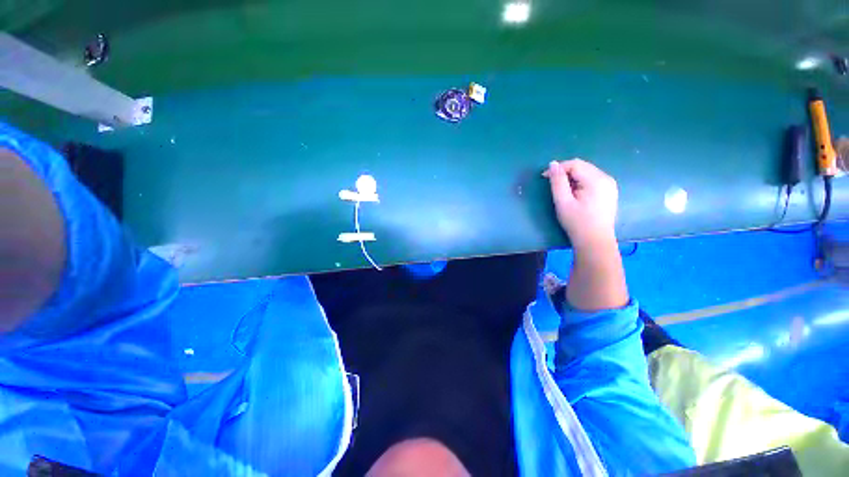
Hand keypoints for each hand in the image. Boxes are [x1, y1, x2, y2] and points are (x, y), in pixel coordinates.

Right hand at [544, 159, 617, 248]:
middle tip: (552, 184)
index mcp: (596, 180)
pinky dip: (580, 182)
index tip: (544, 177)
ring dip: (572, 177)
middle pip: (582, 166)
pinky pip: (592, 179)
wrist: (595, 241)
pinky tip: (574, 194)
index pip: (575, 164)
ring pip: (587, 172)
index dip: (558, 168)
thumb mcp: (563, 201)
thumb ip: (557, 181)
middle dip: (565, 172)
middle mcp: (606, 178)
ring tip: (562, 190)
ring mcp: (610, 185)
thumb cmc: (577, 222)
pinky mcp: (609, 191)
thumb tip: (552, 164)